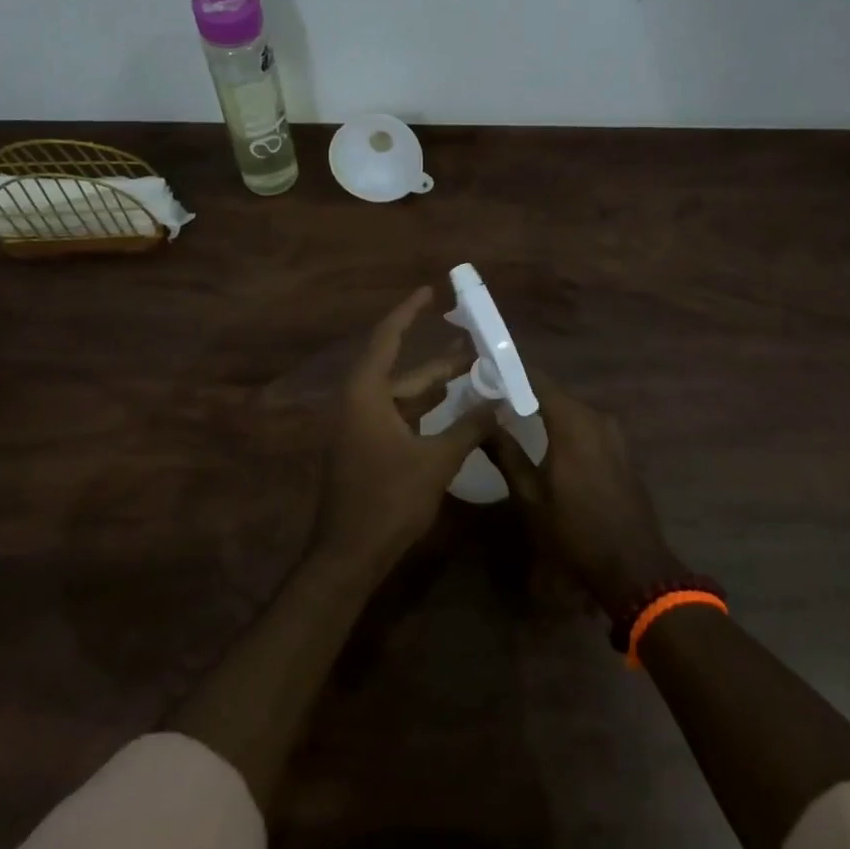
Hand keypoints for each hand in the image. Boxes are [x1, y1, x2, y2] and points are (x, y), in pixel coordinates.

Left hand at [315, 287, 498, 570]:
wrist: (348, 556)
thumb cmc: (388, 500)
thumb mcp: (436, 460)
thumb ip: (469, 427)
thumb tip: (501, 401)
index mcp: (366, 394)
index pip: (387, 338)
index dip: (408, 312)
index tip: (430, 292)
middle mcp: (359, 403)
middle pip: (402, 371)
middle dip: (440, 361)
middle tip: (477, 345)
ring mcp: (360, 428)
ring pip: (404, 398)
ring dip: (436, 389)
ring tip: (474, 374)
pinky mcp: (366, 450)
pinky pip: (400, 419)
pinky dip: (426, 413)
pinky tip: (455, 414)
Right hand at [485, 374, 683, 619]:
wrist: (633, 566)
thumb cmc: (575, 531)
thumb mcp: (530, 495)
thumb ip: (505, 453)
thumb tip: (481, 422)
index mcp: (573, 422)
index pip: (537, 380)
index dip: (510, 373)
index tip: (484, 372)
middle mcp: (596, 417)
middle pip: (554, 393)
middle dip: (523, 392)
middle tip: (490, 398)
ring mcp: (613, 433)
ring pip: (570, 410)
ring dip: (544, 411)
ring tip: (511, 417)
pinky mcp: (621, 449)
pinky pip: (586, 426)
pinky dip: (563, 426)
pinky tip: (545, 440)